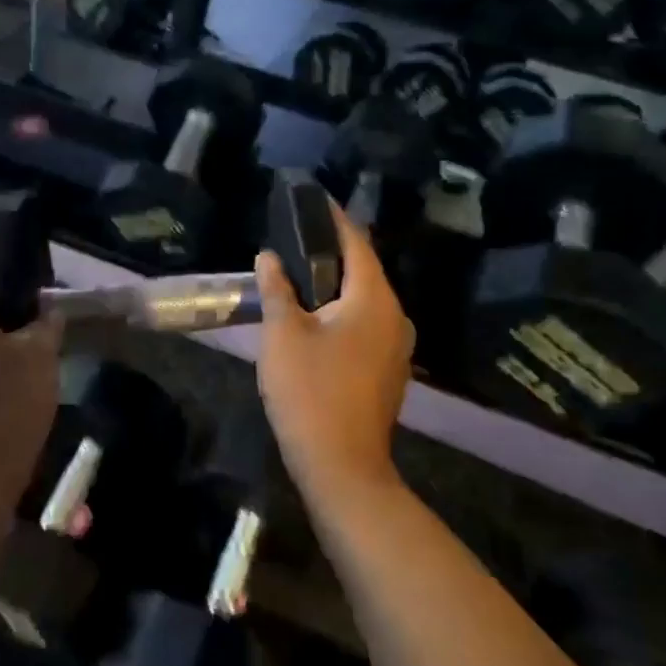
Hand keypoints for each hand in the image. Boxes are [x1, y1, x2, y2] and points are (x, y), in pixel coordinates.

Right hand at [254, 203, 413, 503]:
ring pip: (364, 300)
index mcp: (374, 299)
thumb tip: (270, 257)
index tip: (311, 199)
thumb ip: (277, 289)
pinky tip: (314, 318)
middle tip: (294, 237)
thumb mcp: (283, 335)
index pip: (356, 242)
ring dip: (334, 285)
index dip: (333, 218)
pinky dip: (341, 312)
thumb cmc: (310, 393)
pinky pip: (365, 325)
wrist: (342, 467)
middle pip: (363, 270)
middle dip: (330, 251)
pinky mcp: (388, 370)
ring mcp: (396, 346)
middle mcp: (395, 316)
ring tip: (298, 274)